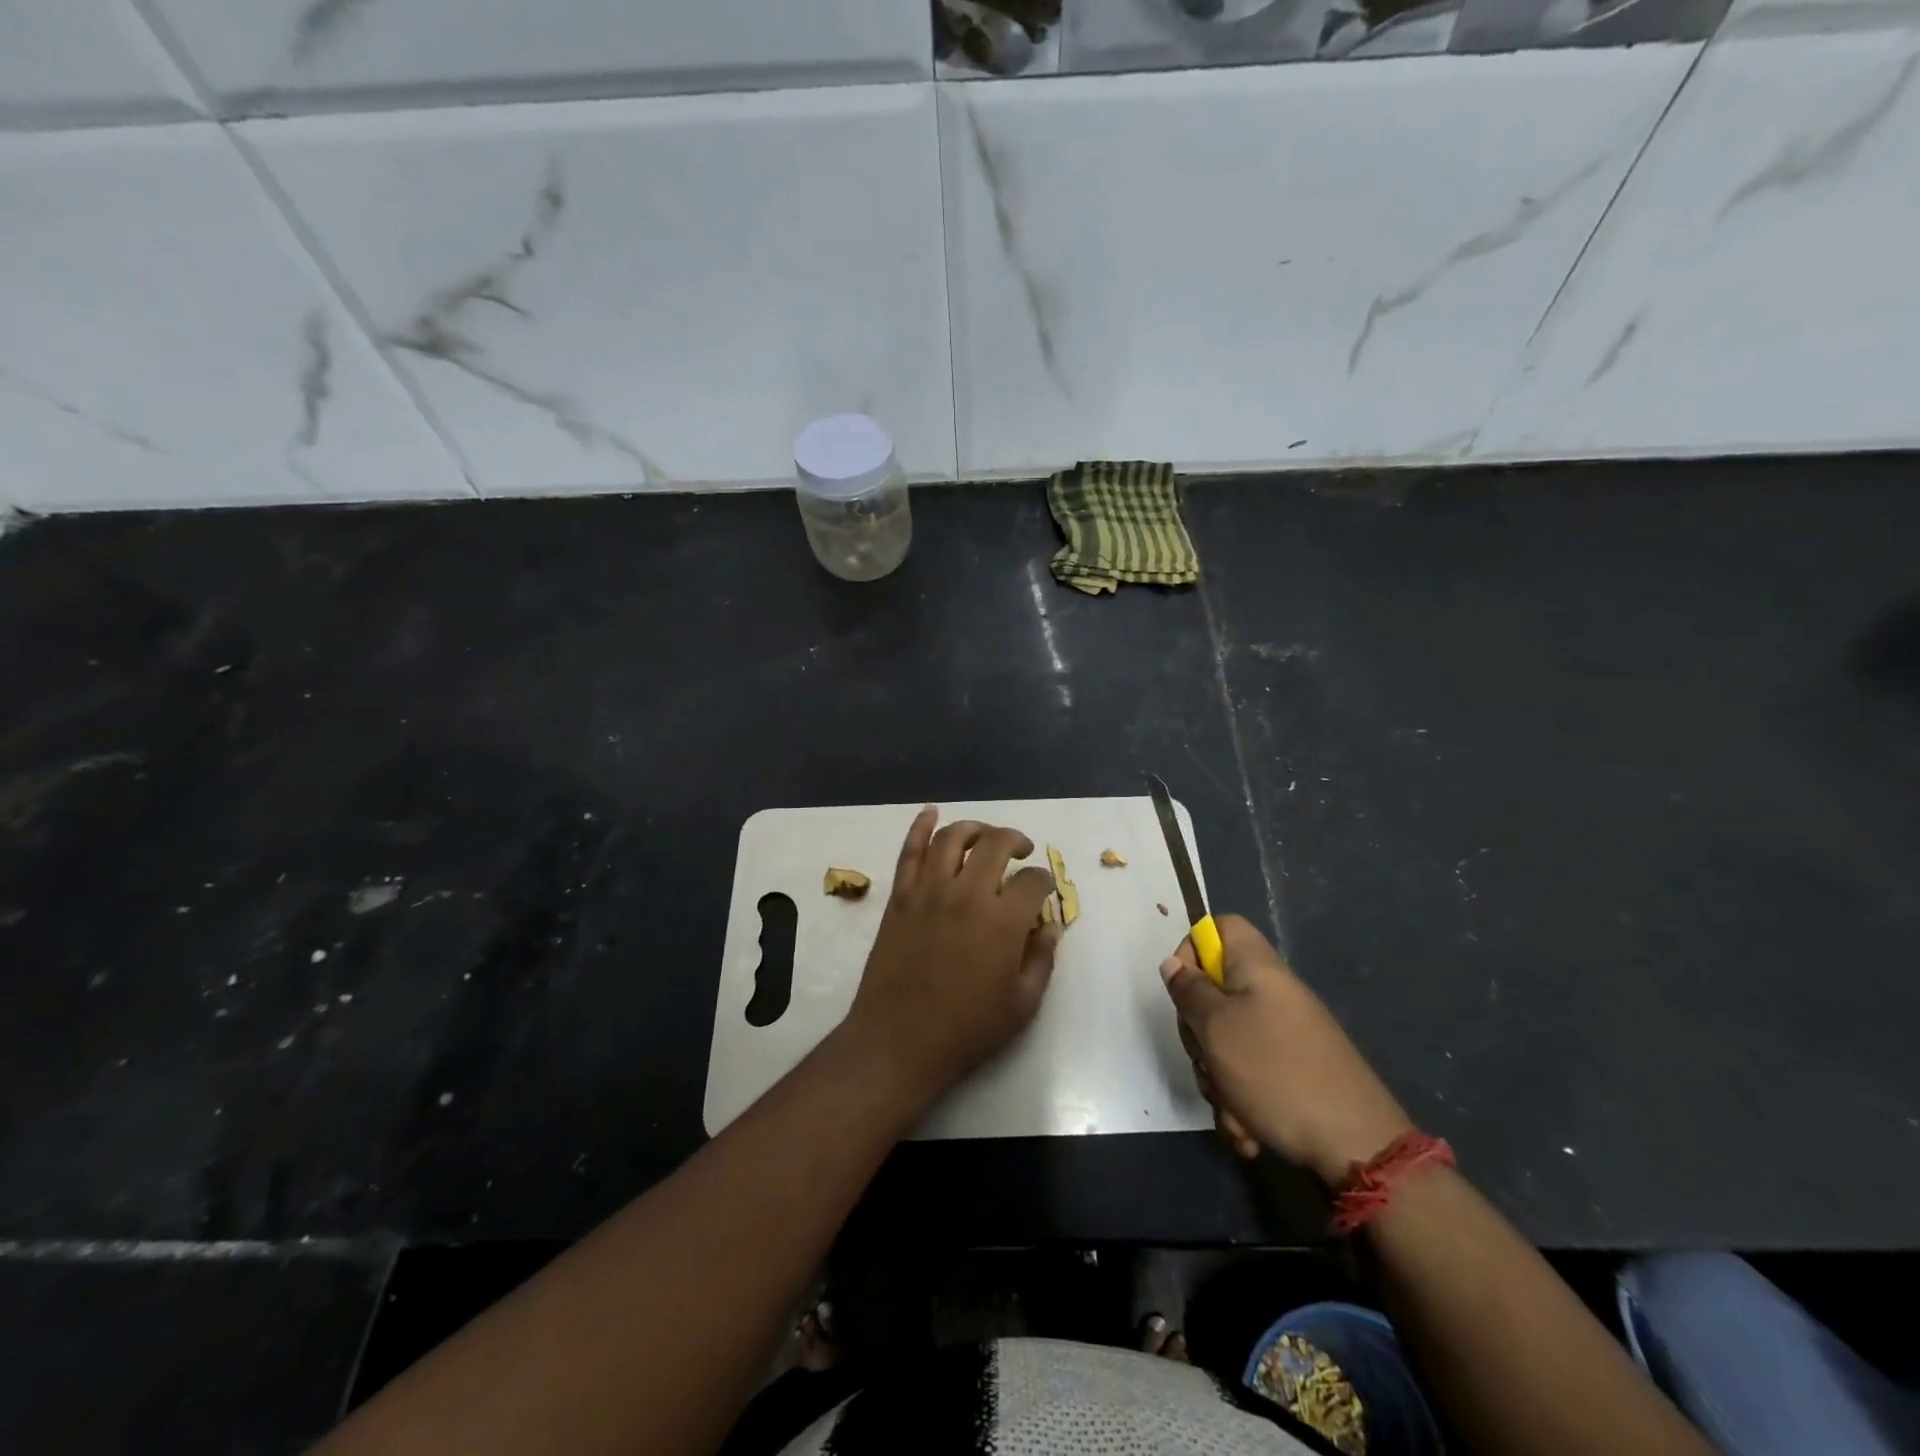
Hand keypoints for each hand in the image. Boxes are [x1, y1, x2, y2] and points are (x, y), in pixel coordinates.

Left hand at [843, 807, 1061, 1109]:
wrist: (898, 1041)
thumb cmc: (966, 1030)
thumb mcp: (1022, 1005)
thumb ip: (1042, 959)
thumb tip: (1049, 925)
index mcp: (1003, 922)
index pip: (1034, 881)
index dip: (1045, 881)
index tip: (1044, 890)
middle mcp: (968, 894)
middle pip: (995, 844)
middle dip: (1015, 840)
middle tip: (1021, 850)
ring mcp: (929, 891)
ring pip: (952, 838)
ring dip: (974, 828)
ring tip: (985, 836)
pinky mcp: (900, 896)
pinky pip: (910, 851)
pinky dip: (920, 826)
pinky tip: (931, 813)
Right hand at [1161, 915, 1411, 1183]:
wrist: (1357, 1146)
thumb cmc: (1276, 1073)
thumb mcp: (1217, 1028)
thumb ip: (1189, 991)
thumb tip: (1174, 964)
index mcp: (1257, 969)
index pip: (1219, 928)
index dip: (1193, 951)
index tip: (1185, 991)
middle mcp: (1271, 995)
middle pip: (1214, 992)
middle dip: (1200, 1035)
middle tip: (1207, 1058)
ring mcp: (1284, 1036)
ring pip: (1226, 1041)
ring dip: (1218, 1080)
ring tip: (1233, 1110)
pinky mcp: (1292, 1073)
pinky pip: (1249, 1076)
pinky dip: (1241, 1103)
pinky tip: (1248, 1132)